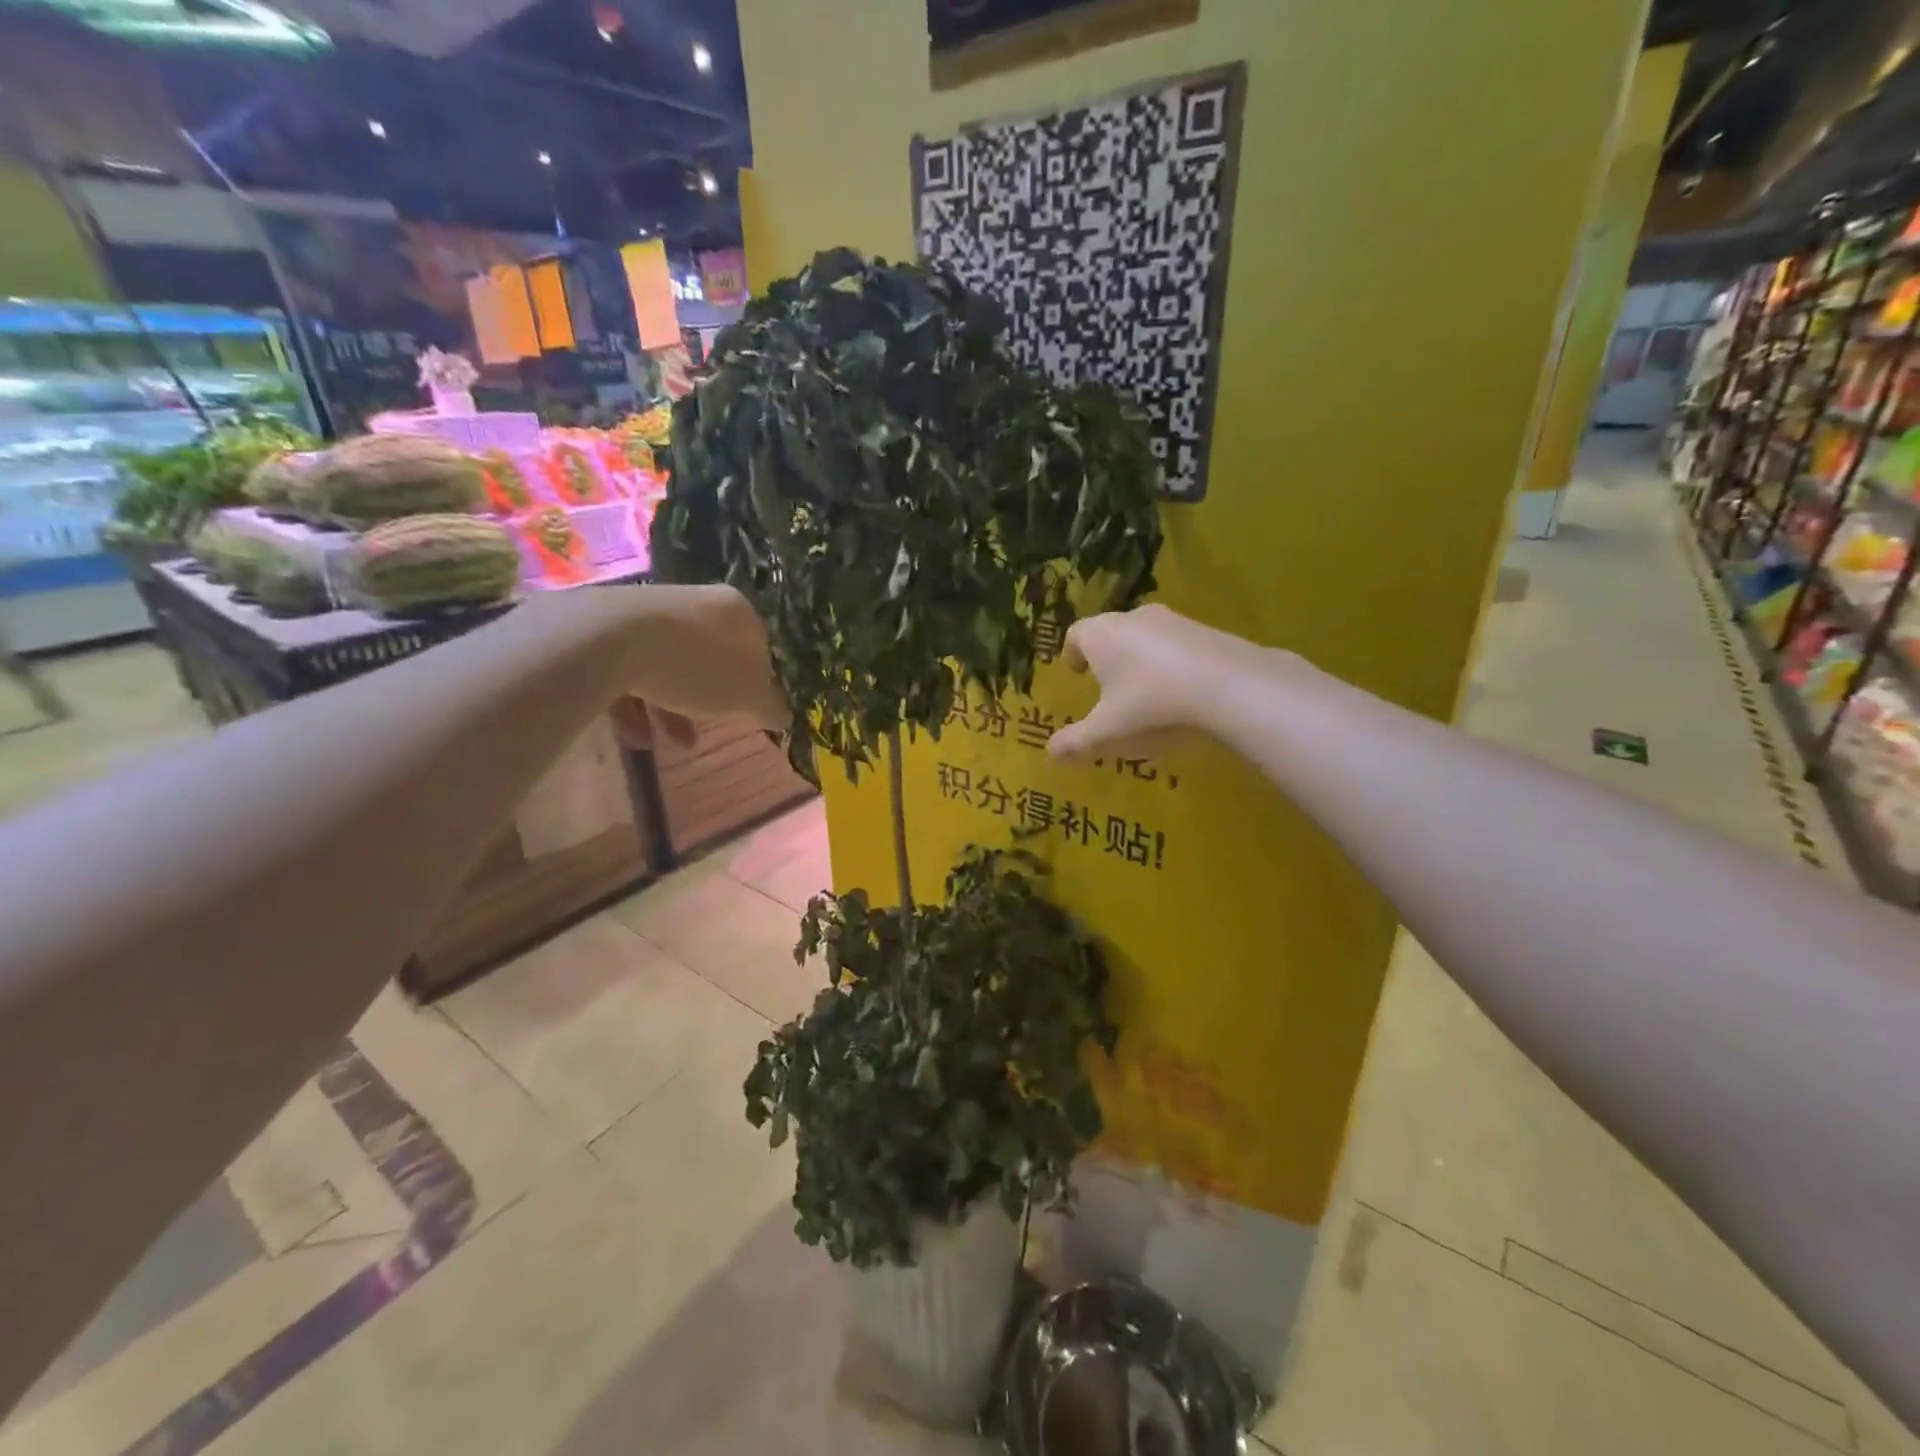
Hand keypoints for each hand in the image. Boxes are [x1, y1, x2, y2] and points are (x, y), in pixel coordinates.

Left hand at [594, 584, 785, 750]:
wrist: (608, 641)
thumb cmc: (694, 666)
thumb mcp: (746, 696)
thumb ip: (769, 707)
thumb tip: (784, 715)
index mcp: (736, 610)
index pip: (758, 645)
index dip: (758, 681)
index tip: (751, 709)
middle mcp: (695, 601)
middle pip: (711, 656)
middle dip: (711, 698)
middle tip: (713, 727)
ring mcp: (650, 611)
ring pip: (670, 665)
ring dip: (673, 708)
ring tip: (674, 743)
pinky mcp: (608, 627)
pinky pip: (631, 669)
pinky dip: (637, 703)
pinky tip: (637, 736)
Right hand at [1048, 604, 1275, 760]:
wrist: (1228, 685)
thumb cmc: (1151, 703)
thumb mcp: (1108, 730)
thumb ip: (1076, 741)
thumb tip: (1050, 752)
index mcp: (1100, 635)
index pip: (1075, 635)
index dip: (1072, 653)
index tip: (1075, 671)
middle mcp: (1132, 618)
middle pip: (1109, 631)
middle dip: (1105, 655)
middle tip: (1106, 683)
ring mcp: (1171, 620)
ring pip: (1144, 635)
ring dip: (1139, 657)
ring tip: (1144, 689)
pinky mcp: (1204, 629)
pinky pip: (1175, 643)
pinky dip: (1170, 661)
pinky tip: (1180, 689)